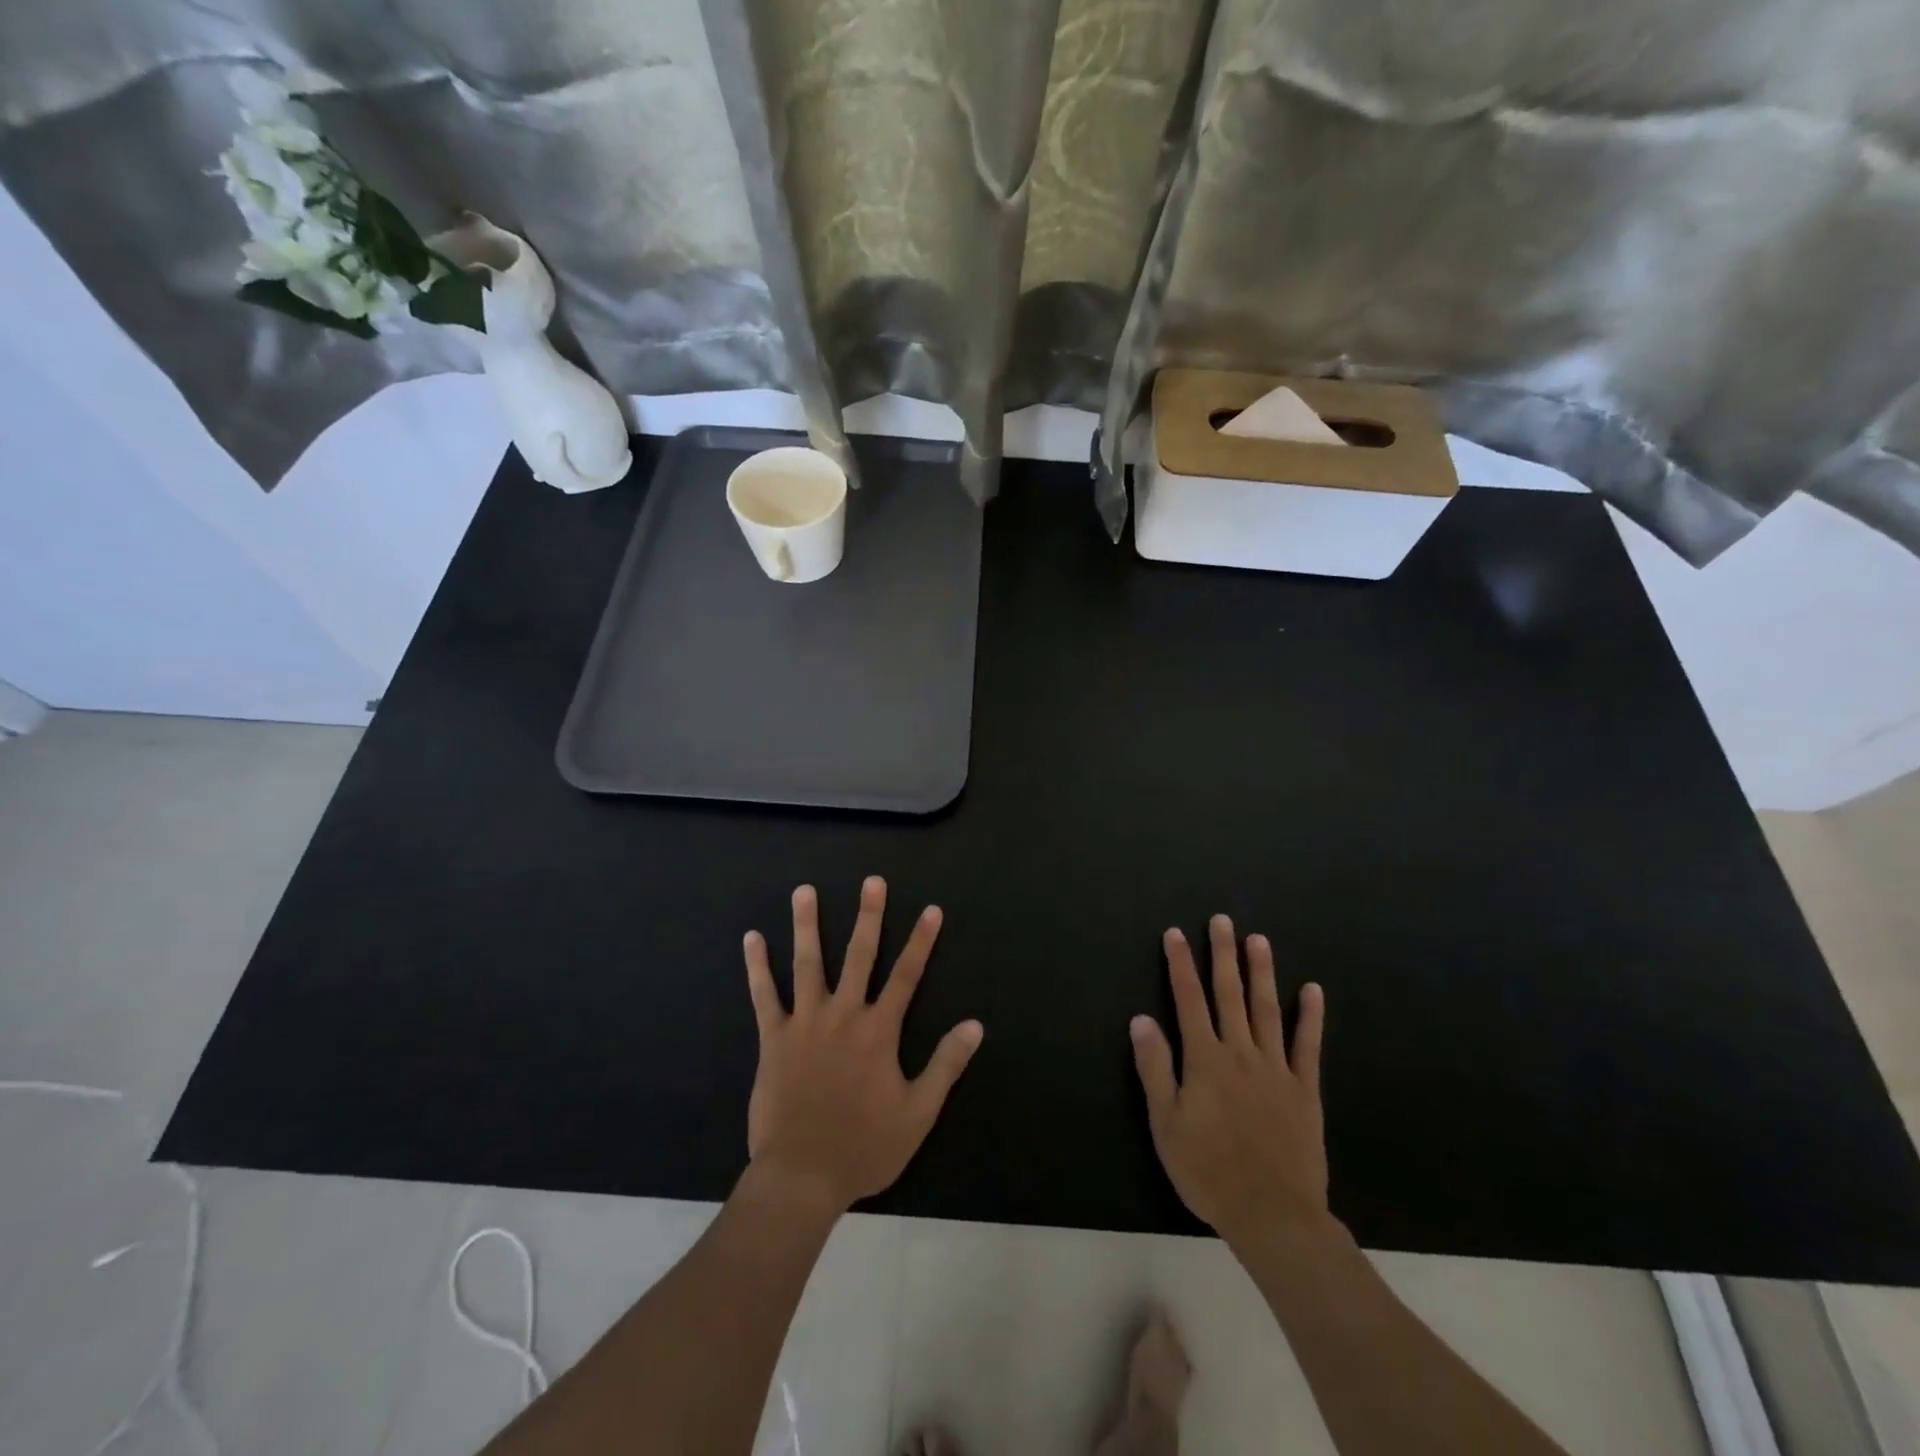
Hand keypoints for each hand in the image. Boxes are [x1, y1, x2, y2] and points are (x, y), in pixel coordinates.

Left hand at [744, 877, 983, 1213]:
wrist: (801, 1176)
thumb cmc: (864, 1146)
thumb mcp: (918, 1113)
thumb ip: (946, 1066)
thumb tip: (975, 1025)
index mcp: (878, 1031)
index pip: (907, 976)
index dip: (921, 941)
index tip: (931, 910)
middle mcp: (843, 1015)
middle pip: (859, 956)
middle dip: (868, 916)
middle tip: (872, 881)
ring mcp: (804, 1023)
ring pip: (807, 963)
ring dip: (807, 924)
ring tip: (804, 890)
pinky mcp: (773, 1038)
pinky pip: (764, 995)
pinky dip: (757, 966)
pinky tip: (752, 938)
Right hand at [1130, 916, 1327, 1251]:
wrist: (1273, 1214)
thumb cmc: (1208, 1170)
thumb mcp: (1165, 1123)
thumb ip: (1155, 1068)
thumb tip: (1140, 1019)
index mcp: (1204, 1059)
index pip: (1188, 1000)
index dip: (1180, 965)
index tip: (1176, 934)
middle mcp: (1240, 1052)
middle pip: (1229, 994)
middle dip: (1223, 955)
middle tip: (1222, 920)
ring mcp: (1275, 1069)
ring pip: (1267, 1010)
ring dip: (1261, 973)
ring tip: (1258, 940)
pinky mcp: (1304, 1090)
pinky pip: (1308, 1046)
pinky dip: (1310, 1017)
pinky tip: (1312, 990)